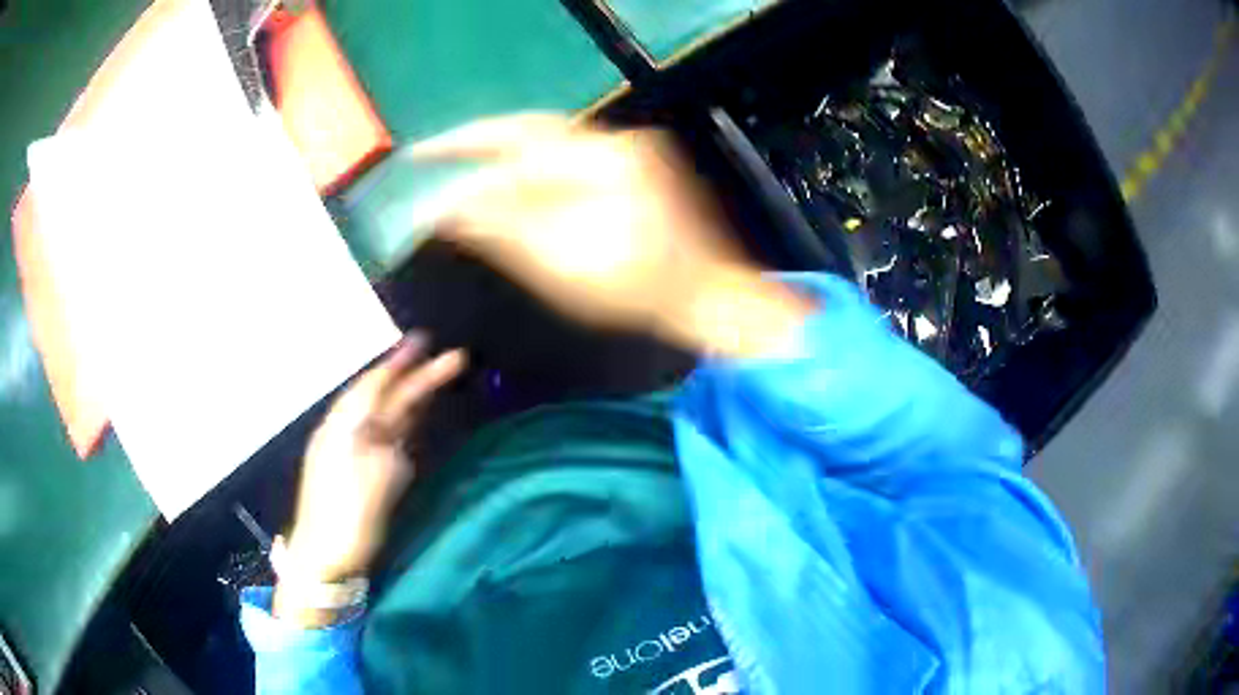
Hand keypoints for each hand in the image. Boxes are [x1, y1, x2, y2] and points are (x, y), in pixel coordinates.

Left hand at [282, 336, 464, 587]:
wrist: (324, 558)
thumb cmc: (344, 519)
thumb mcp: (365, 482)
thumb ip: (383, 451)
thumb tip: (396, 437)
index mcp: (343, 430)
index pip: (373, 388)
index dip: (397, 365)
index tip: (422, 342)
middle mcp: (350, 434)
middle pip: (386, 398)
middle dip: (415, 377)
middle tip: (448, 357)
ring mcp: (358, 453)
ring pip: (390, 416)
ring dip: (414, 396)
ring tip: (439, 377)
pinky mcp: (368, 471)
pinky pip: (391, 436)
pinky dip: (408, 421)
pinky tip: (418, 415)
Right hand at [414, 114, 813, 357]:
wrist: (706, 298)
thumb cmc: (636, 289)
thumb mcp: (559, 262)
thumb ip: (501, 225)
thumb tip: (445, 206)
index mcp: (599, 158)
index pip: (513, 142)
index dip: (462, 149)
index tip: (417, 155)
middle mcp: (614, 141)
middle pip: (530, 131)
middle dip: (479, 142)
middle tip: (433, 154)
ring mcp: (628, 153)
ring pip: (549, 143)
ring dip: (504, 155)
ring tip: (461, 168)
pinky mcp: (634, 169)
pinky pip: (569, 158)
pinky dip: (532, 169)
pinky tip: (510, 184)